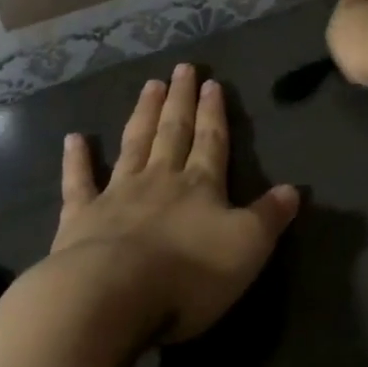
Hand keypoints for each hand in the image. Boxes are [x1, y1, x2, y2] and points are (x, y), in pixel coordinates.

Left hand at [0, 64, 297, 366]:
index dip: (214, 112)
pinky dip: (76, 160)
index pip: (211, 141)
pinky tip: (74, 138)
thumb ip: (269, 217)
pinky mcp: (79, 219)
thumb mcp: (247, 247)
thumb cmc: (188, 274)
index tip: (212, 82)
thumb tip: (293, 189)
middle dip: (180, 101)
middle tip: (182, 69)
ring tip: (149, 85)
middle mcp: (160, 180)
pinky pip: (79, 183)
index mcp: (201, 185)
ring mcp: (117, 195)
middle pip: (173, 132)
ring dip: (144, 115)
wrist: (109, 297)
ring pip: (134, 145)